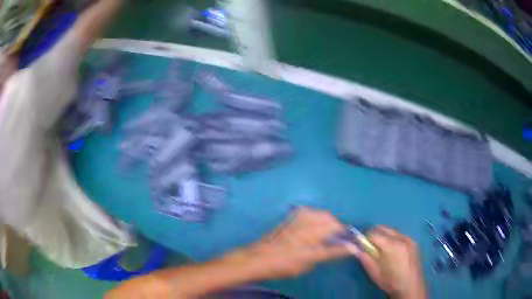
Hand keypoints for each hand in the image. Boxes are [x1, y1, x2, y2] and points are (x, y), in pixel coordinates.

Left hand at [239, 207, 350, 279]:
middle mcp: (307, 223)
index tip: (349, 242)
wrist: (259, 258)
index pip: (337, 231)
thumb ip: (331, 253)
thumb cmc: (284, 264)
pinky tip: (313, 226)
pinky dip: (315, 217)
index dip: (345, 236)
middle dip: (336, 227)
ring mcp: (297, 219)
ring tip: (326, 233)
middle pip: (330, 219)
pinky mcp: (290, 218)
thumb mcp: (309, 263)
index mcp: (313, 235)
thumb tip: (350, 249)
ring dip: (327, 221)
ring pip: (320, 213)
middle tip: (336, 239)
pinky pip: (309, 212)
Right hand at [357, 226, 426, 298]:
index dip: (365, 238)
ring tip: (381, 249)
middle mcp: (401, 237)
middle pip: (383, 227)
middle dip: (374, 234)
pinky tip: (392, 251)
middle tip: (370, 246)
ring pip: (392, 230)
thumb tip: (355, 248)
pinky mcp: (413, 242)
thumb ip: (364, 258)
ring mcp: (409, 238)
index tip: (361, 245)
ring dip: (384, 236)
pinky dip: (393, 239)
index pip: (373, 233)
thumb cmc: (390, 281)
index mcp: (391, 245)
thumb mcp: (374, 272)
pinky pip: (400, 235)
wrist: (411, 287)